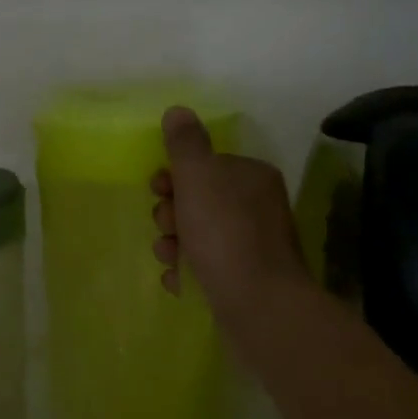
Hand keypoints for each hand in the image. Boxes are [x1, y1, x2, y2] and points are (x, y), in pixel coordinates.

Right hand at [151, 106, 312, 361]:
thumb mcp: (198, 177)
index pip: (206, 165)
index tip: (158, 189)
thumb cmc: (224, 233)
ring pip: (199, 235)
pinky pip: (207, 267)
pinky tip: (179, 282)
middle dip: (172, 213)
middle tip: (167, 227)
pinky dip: (188, 272)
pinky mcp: (246, 280)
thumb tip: (178, 111)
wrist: (259, 307)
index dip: (175, 175)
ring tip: (170, 258)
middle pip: (199, 200)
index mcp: (251, 176)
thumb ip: (185, 143)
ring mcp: (254, 246)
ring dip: (174, 244)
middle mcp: (258, 207)